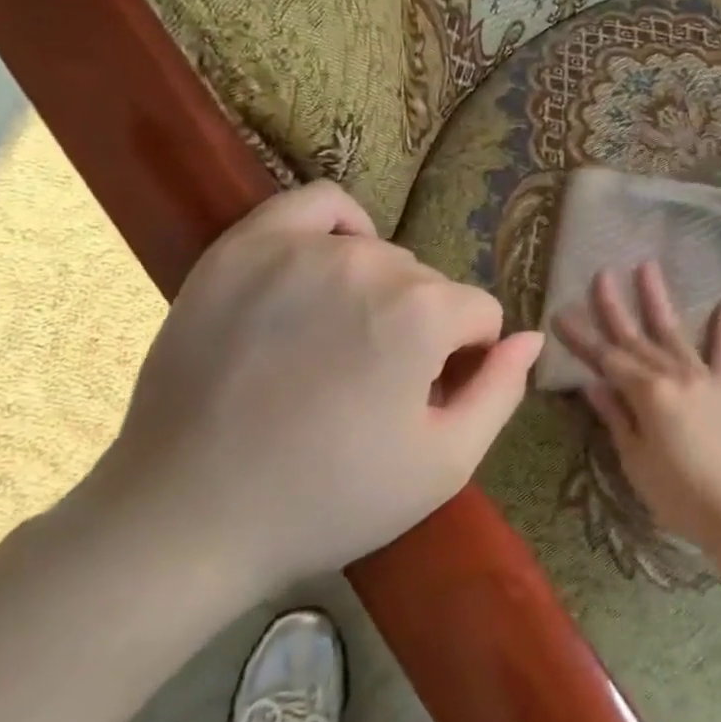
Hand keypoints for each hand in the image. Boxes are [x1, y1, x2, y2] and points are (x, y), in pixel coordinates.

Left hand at [75, 182, 542, 603]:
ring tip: (341, 345)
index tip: (424, 402)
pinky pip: (318, 205)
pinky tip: (332, 265)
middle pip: (431, 287)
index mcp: (422, 314)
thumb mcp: (442, 467)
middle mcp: (369, 264)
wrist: (188, 516)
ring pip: (383, 255)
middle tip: (373, 388)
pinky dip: (341, 227)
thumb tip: (532, 337)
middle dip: (422, 332)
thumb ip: (501, 392)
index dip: (464, 363)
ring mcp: (299, 249)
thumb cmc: (327, 500)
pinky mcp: (244, 247)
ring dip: (382, 294)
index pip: (480, 315)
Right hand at [554, 263, 720, 555]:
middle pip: (636, 337)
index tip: (560, 312)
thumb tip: (592, 383)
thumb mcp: (636, 460)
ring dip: (658, 300)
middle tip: (600, 273)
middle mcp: (674, 375)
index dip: (581, 337)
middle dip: (614, 306)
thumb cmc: (680, 494)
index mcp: (647, 393)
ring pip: (674, 332)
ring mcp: (704, 378)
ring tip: (646, 266)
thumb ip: (616, 417)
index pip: (605, 358)